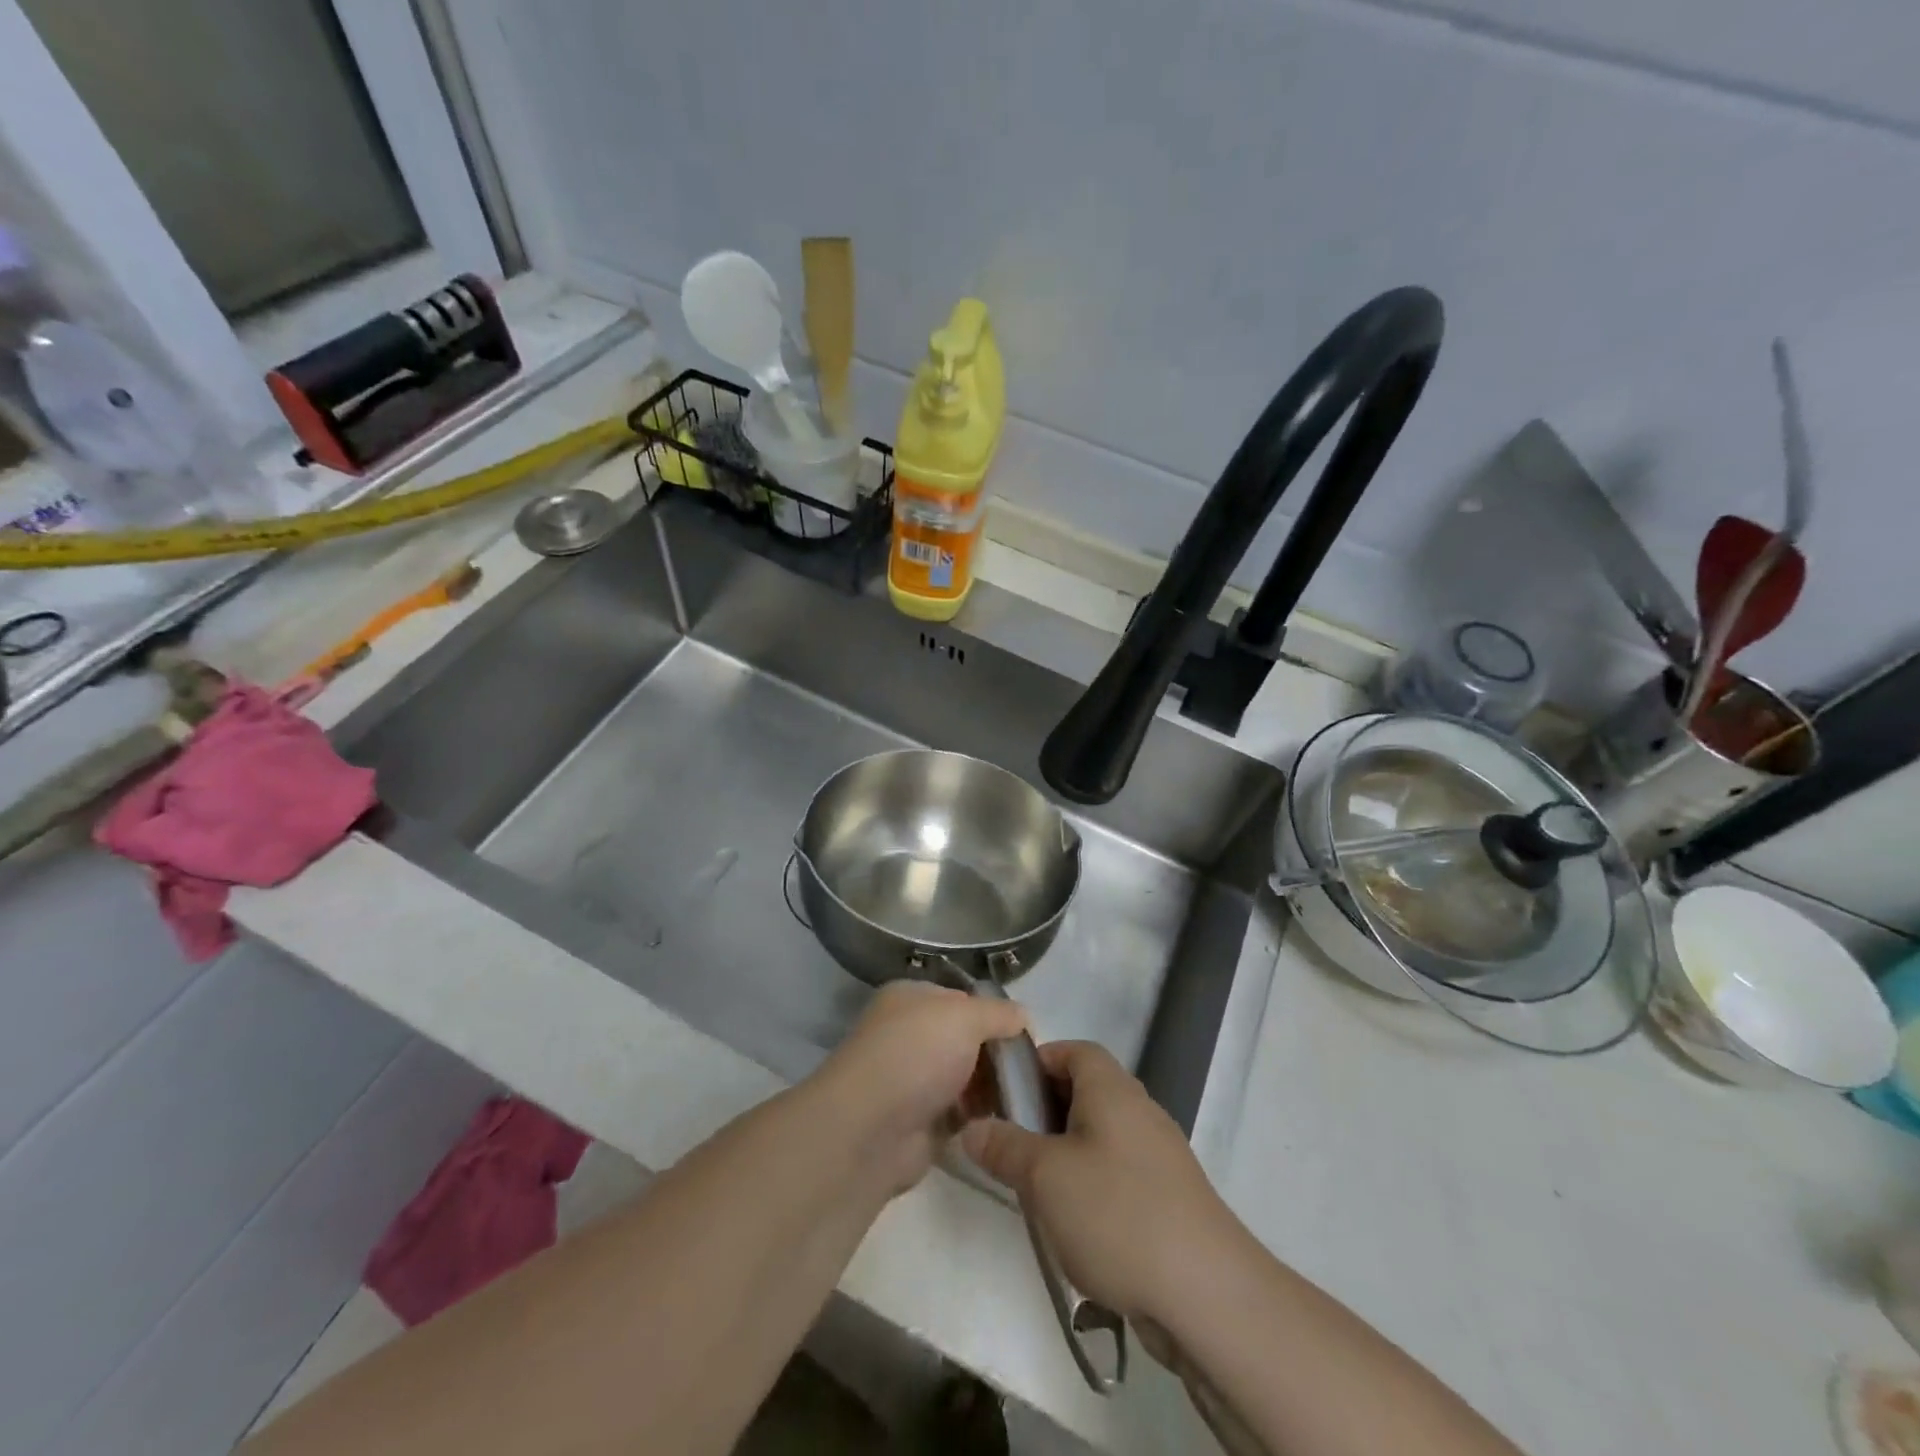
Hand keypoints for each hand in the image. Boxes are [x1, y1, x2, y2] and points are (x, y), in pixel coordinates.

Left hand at [810, 982, 1027, 1192]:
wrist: (870, 1130)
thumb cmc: (916, 1055)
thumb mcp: (965, 1017)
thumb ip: (999, 1013)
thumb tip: (1024, 1017)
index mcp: (911, 998)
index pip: (962, 999)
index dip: (994, 1014)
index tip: (1026, 1035)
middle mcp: (910, 1034)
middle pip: (966, 1039)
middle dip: (997, 1054)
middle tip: (1031, 1072)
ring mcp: (913, 1079)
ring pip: (966, 1077)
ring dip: (992, 1088)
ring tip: (1026, 1097)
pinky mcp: (920, 1121)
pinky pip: (961, 1113)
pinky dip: (980, 1117)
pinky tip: (1007, 1121)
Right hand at [959, 1040, 1243, 1326]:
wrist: (1207, 1294)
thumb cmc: (1117, 1213)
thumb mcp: (1045, 1177)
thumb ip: (1004, 1147)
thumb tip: (972, 1128)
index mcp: (1112, 1089)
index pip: (1074, 1050)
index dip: (1038, 1062)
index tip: (1004, 1093)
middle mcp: (1139, 1111)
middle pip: (1085, 1092)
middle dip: (1044, 1114)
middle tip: (1010, 1145)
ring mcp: (1159, 1157)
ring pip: (1100, 1137)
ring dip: (1066, 1155)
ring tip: (1035, 1191)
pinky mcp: (1170, 1199)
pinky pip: (1119, 1174)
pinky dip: (1092, 1188)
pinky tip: (1075, 1229)